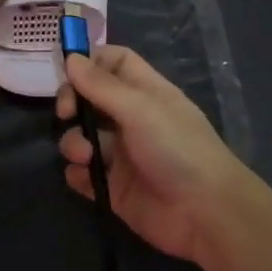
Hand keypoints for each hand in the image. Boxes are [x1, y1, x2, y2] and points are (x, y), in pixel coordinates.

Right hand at [56, 44, 247, 264]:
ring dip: (74, 142)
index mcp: (145, 92)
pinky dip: (77, 173)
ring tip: (86, 156)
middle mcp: (131, 119)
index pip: (114, 62)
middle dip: (72, 102)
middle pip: (90, 98)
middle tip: (66, 113)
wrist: (205, 213)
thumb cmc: (177, 148)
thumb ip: (101, 84)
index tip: (66, 71)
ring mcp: (121, 154)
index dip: (90, 61)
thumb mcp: (139, 108)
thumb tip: (70, 57)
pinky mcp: (113, 187)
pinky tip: (86, 176)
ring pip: (82, 136)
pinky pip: (82, 174)